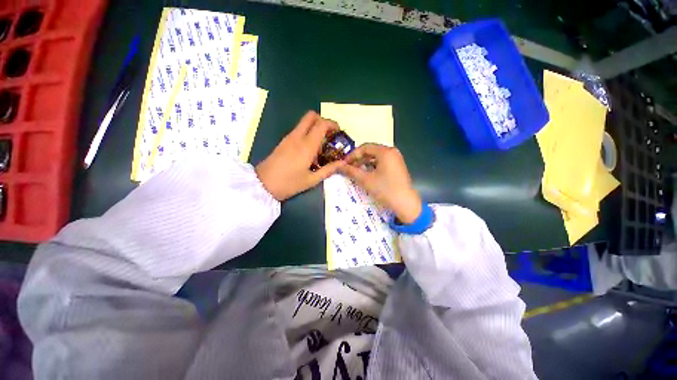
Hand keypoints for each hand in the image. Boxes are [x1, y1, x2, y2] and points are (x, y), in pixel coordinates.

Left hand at [256, 111, 344, 200]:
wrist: (262, 185)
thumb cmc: (289, 184)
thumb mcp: (312, 180)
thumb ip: (329, 170)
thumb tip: (343, 162)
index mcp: (307, 146)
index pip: (322, 124)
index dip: (332, 124)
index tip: (338, 132)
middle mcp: (298, 137)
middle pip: (311, 116)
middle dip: (323, 121)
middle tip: (329, 135)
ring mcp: (289, 138)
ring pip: (304, 122)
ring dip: (315, 127)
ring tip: (321, 145)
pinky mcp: (284, 141)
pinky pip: (298, 130)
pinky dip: (307, 133)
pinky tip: (310, 149)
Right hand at [340, 143, 421, 223]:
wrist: (405, 204)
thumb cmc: (385, 190)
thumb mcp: (366, 180)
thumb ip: (351, 171)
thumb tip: (339, 166)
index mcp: (385, 152)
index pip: (364, 147)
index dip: (352, 155)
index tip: (344, 163)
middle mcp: (392, 152)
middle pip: (371, 151)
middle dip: (358, 159)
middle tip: (349, 168)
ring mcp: (396, 159)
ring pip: (376, 157)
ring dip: (365, 163)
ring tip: (356, 172)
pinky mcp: (397, 167)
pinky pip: (382, 163)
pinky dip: (373, 167)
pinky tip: (367, 174)